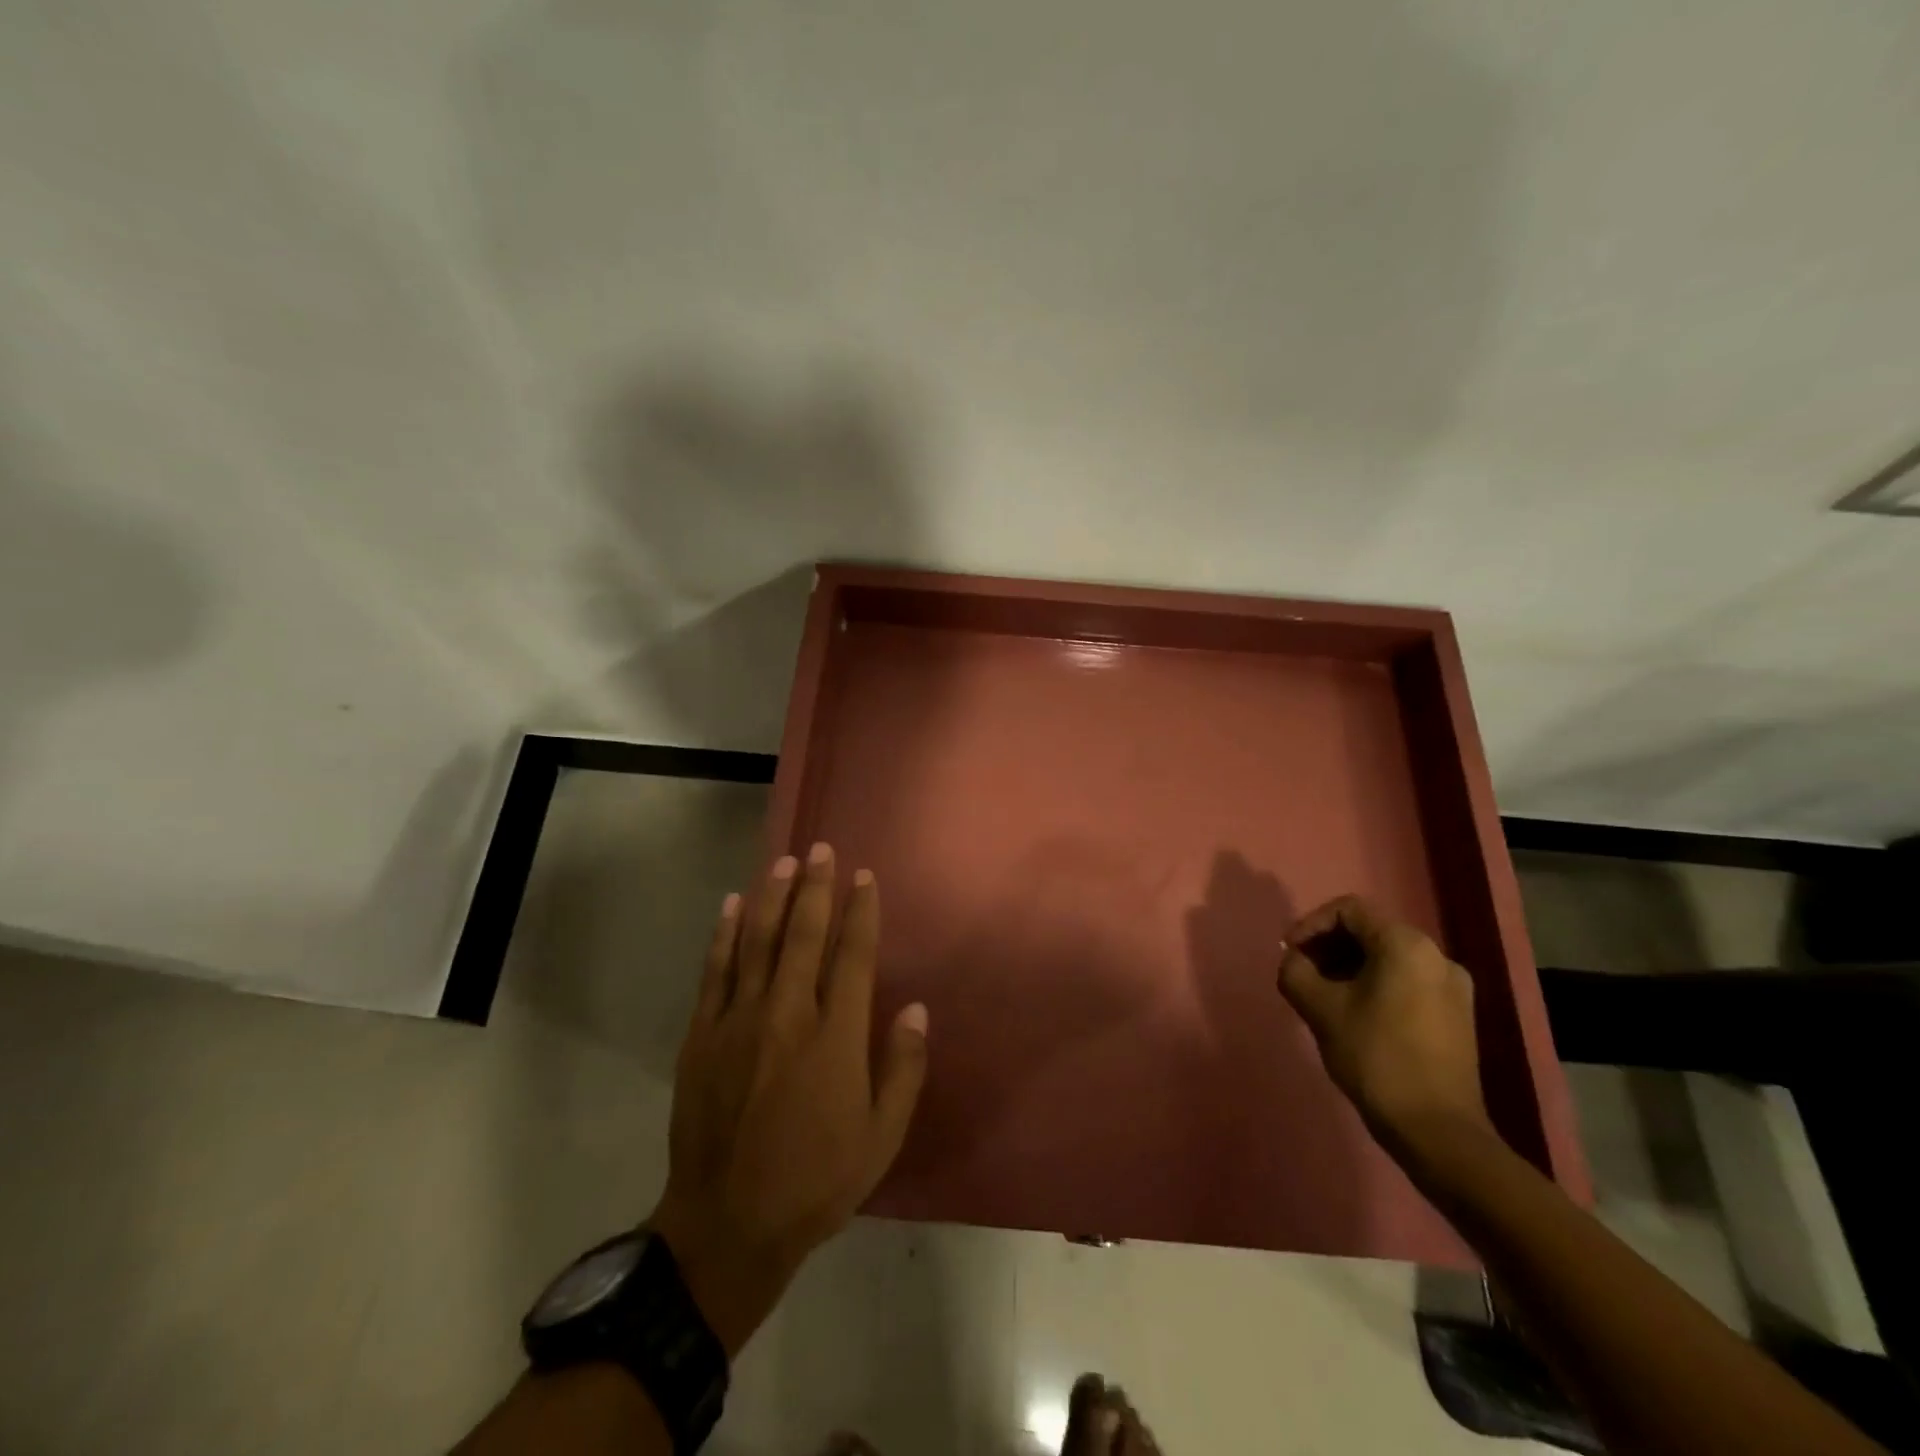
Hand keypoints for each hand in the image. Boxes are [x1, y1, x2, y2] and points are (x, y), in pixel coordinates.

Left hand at [648, 844, 929, 1355]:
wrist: (727, 1225)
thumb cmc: (816, 1181)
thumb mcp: (881, 1137)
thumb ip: (903, 1068)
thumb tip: (916, 1009)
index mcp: (835, 1038)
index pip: (852, 956)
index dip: (860, 912)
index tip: (864, 877)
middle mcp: (788, 1015)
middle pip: (803, 934)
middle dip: (815, 888)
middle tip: (821, 849)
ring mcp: (739, 1022)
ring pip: (757, 942)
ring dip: (772, 897)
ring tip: (783, 862)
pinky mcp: (702, 1037)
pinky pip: (715, 971)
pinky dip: (724, 934)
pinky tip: (732, 905)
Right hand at [1277, 895, 1487, 1154]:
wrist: (1436, 1130)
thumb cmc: (1375, 1057)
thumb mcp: (1319, 1008)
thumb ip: (1295, 971)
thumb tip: (1294, 961)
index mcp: (1406, 945)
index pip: (1349, 911)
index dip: (1311, 925)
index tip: (1290, 953)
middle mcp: (1437, 956)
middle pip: (1370, 932)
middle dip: (1329, 947)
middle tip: (1301, 972)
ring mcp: (1453, 987)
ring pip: (1388, 959)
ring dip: (1348, 967)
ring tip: (1322, 996)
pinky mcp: (1457, 1016)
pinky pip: (1407, 982)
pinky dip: (1374, 986)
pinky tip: (1354, 1015)